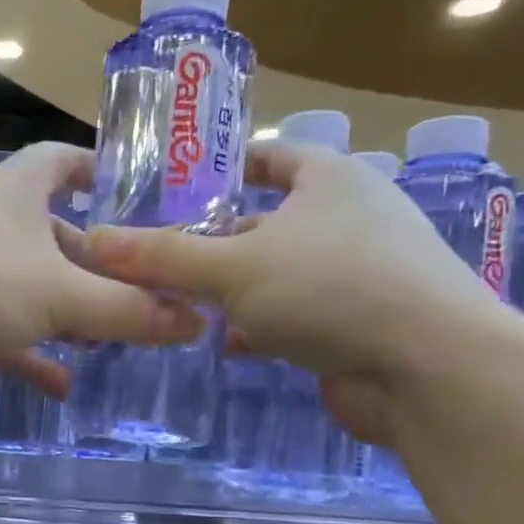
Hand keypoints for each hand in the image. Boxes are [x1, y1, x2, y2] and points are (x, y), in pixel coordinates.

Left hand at [0, 142, 203, 391]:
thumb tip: (194, 321)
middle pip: (59, 236)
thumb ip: (126, 309)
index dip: (102, 170)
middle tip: (148, 294)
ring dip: (70, 314)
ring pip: (34, 289)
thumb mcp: (58, 293)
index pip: (65, 160)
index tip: (143, 196)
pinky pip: (6, 333)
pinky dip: (32, 356)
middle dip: (100, 266)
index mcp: (18, 190)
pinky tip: (64, 388)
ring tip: (117, 340)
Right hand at [85, 143, 502, 440]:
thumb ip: (161, 257)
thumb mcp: (231, 267)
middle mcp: (349, 219)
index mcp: (330, 181)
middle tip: (158, 256)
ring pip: (277, 272)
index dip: (228, 164)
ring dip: (232, 289)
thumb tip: (94, 242)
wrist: (429, 369)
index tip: (181, 183)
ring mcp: (359, 273)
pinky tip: (225, 344)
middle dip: (214, 240)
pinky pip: (296, 314)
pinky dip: (260, 326)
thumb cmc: (330, 289)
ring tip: (176, 302)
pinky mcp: (358, 323)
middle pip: (267, 220)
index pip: (274, 155)